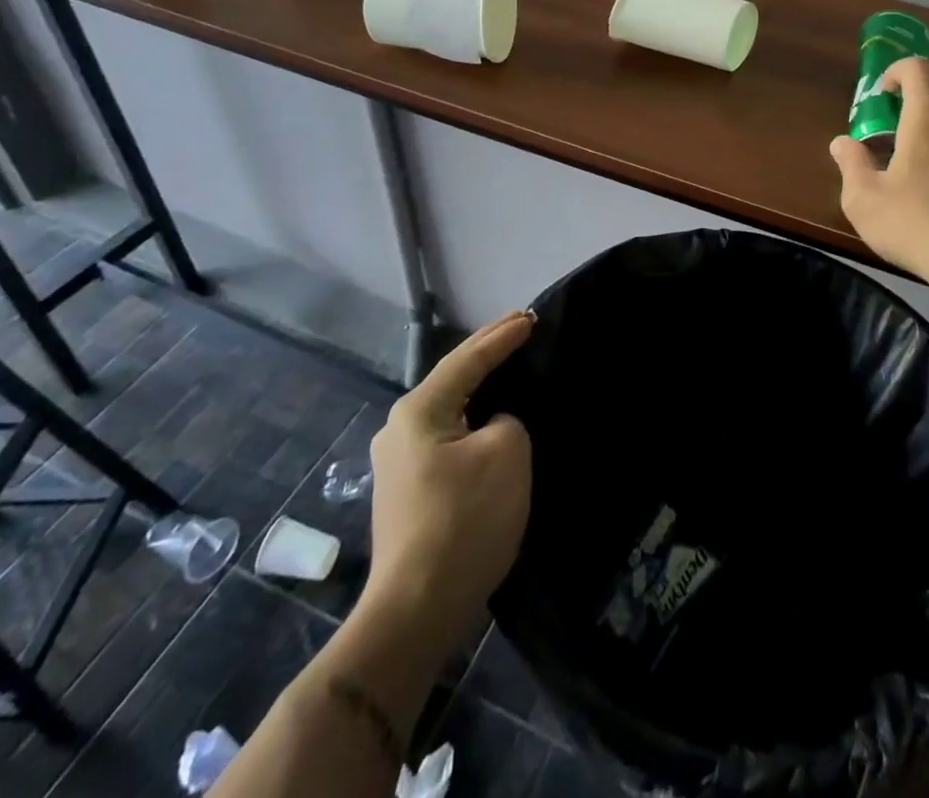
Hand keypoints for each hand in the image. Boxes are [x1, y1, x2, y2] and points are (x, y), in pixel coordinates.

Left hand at [362, 311, 533, 642]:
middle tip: (519, 329)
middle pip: (451, 378)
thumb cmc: (464, 520)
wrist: (416, 610)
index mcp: (419, 410)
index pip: (468, 359)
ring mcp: (397, 462)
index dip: (502, 336)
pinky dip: (471, 419)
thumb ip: (507, 419)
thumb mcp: (507, 452)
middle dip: (486, 353)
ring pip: (448, 408)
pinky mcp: (406, 491)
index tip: (531, 317)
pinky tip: (488, 419)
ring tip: (508, 367)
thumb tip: (492, 426)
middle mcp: (399, 428)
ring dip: (478, 387)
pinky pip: (446, 436)